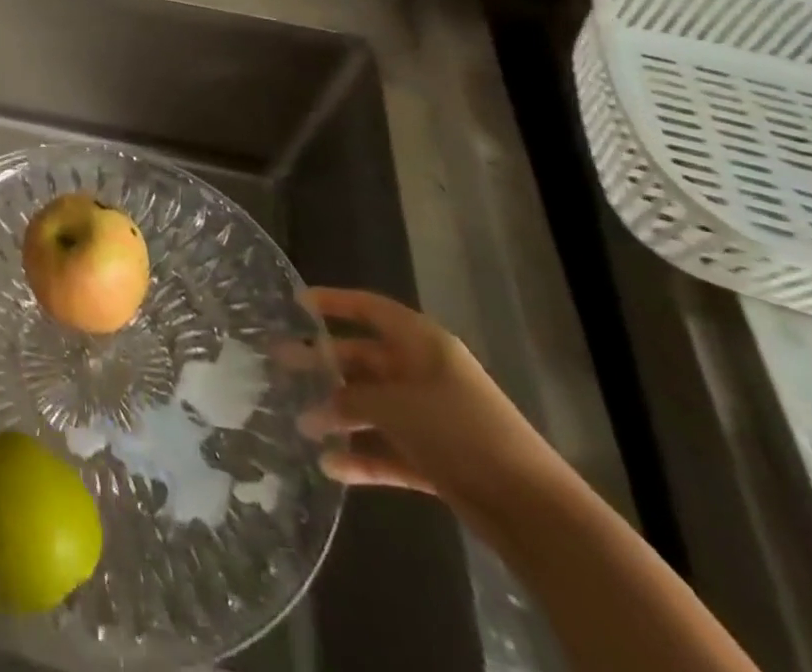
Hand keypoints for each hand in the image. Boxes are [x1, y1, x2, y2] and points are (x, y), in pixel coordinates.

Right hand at [300, 287, 557, 511]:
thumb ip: (351, 398)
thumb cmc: (459, 431)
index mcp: (422, 343)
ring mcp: (431, 417)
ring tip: (301, 425)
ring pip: (373, 406)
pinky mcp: (437, 459)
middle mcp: (424, 373)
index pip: (370, 309)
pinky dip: (363, 457)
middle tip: (280, 362)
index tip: (296, 302)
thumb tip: (317, 407)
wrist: (532, 509)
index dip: (333, 301)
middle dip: (324, 363)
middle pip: (364, 359)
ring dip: (339, 414)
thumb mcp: (395, 405)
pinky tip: (331, 467)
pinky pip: (390, 449)